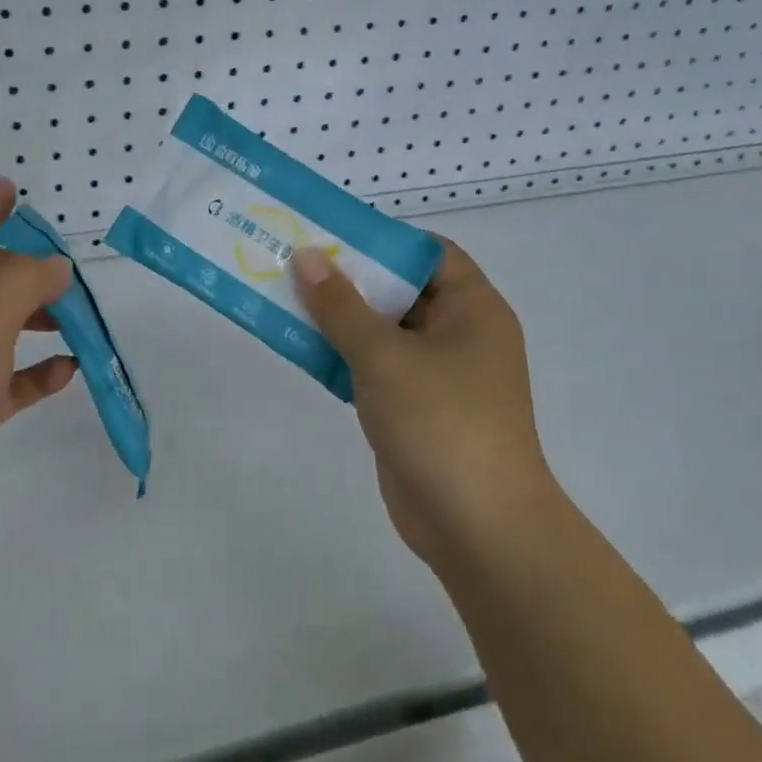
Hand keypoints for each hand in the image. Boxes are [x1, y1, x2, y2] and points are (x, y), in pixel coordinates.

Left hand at [0, 180, 77, 586]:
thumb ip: (19, 285)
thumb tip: (55, 264)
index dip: (6, 242)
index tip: (53, 253)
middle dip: (24, 281)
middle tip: (69, 278)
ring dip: (34, 325)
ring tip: (77, 319)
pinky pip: (1, 383)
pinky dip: (32, 374)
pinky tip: (67, 371)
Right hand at [291, 239, 555, 577]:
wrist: (476, 526)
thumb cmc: (441, 422)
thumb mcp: (384, 355)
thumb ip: (341, 305)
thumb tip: (307, 256)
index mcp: (473, 309)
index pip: (430, 253)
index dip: (384, 240)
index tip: (333, 236)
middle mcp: (459, 335)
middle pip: (400, 290)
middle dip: (349, 279)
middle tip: (295, 264)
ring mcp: (437, 375)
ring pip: (382, 332)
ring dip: (339, 319)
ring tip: (285, 298)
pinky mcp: (414, 408)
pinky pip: (374, 368)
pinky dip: (342, 356)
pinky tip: (300, 348)